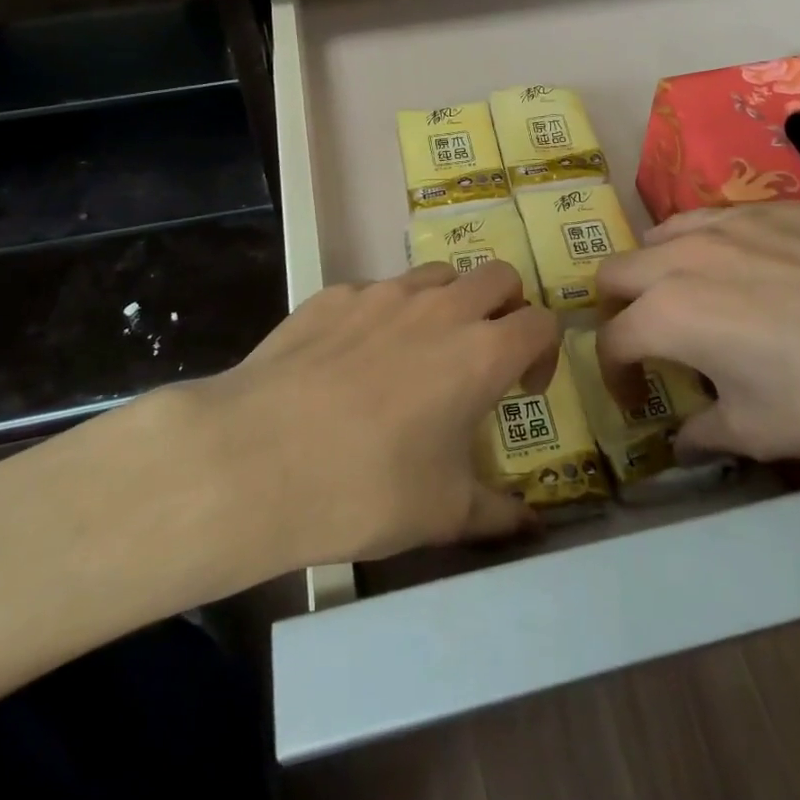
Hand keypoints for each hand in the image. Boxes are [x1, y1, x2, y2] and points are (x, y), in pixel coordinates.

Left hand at [200, 260, 558, 565]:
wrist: (256, 459)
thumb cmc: (366, 488)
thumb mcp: (443, 513)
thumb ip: (497, 513)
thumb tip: (531, 524)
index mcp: (481, 352)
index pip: (541, 322)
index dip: (544, 351)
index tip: (523, 388)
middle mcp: (440, 307)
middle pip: (499, 276)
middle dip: (506, 308)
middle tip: (485, 353)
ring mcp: (383, 293)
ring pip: (438, 274)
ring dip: (449, 302)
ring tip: (423, 351)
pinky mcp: (334, 295)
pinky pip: (377, 290)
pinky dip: (386, 314)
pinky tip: (354, 360)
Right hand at [595, 203, 799, 464]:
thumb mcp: (762, 433)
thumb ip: (705, 433)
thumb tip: (684, 439)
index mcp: (668, 313)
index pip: (612, 340)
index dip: (615, 377)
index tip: (636, 401)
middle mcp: (684, 257)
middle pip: (616, 271)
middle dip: (618, 310)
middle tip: (649, 344)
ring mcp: (729, 224)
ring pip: (660, 234)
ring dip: (655, 270)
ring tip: (689, 302)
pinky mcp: (773, 210)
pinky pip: (714, 219)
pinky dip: (705, 246)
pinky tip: (746, 274)